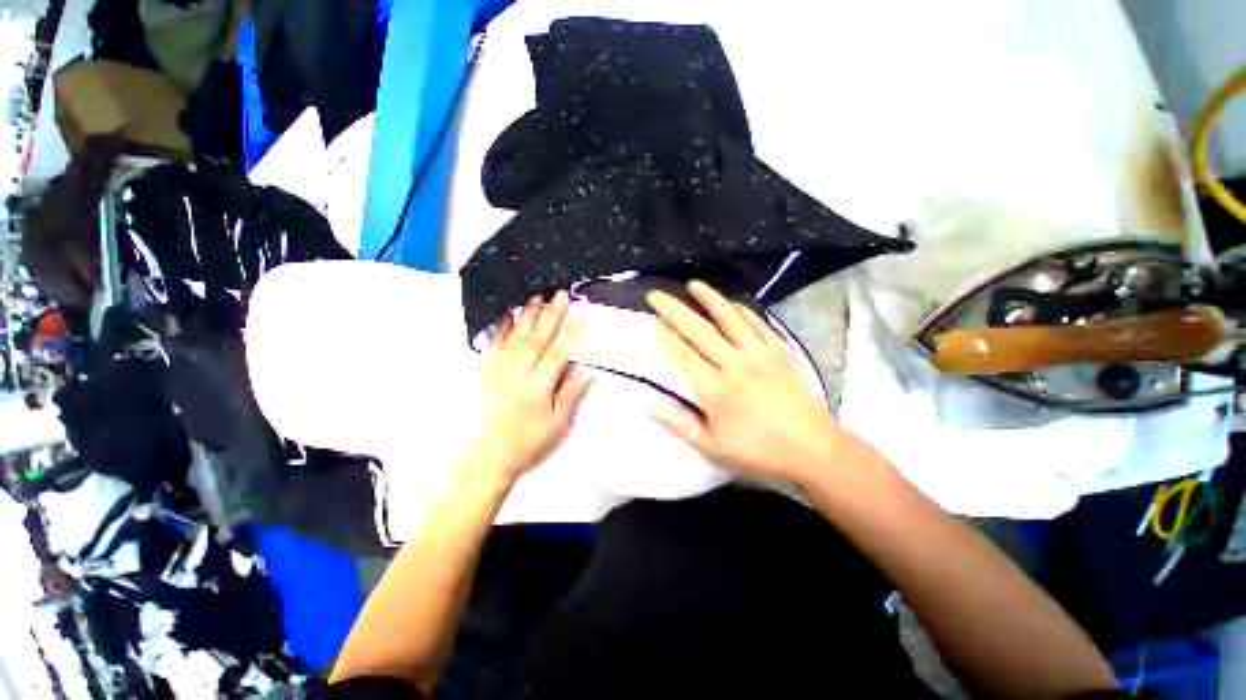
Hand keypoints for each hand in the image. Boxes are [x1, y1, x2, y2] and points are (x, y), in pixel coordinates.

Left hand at [473, 291, 591, 480]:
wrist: (490, 456)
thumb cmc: (528, 443)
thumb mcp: (557, 426)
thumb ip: (570, 395)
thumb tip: (586, 371)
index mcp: (536, 390)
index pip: (556, 355)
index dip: (569, 333)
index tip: (579, 314)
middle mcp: (516, 376)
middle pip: (536, 340)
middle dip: (550, 315)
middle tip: (559, 294)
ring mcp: (498, 373)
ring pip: (515, 338)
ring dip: (527, 316)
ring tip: (537, 296)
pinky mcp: (487, 373)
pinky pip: (494, 346)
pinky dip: (500, 328)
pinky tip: (506, 315)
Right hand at [647, 281, 844, 482]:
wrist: (813, 448)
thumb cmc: (759, 451)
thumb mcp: (712, 447)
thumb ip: (679, 424)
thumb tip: (649, 405)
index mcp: (716, 389)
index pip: (684, 356)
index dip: (666, 338)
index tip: (652, 322)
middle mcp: (735, 364)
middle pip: (699, 330)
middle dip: (674, 310)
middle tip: (656, 295)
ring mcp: (759, 354)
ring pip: (729, 318)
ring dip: (709, 298)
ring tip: (693, 284)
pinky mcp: (779, 351)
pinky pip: (757, 323)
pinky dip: (742, 311)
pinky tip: (732, 303)